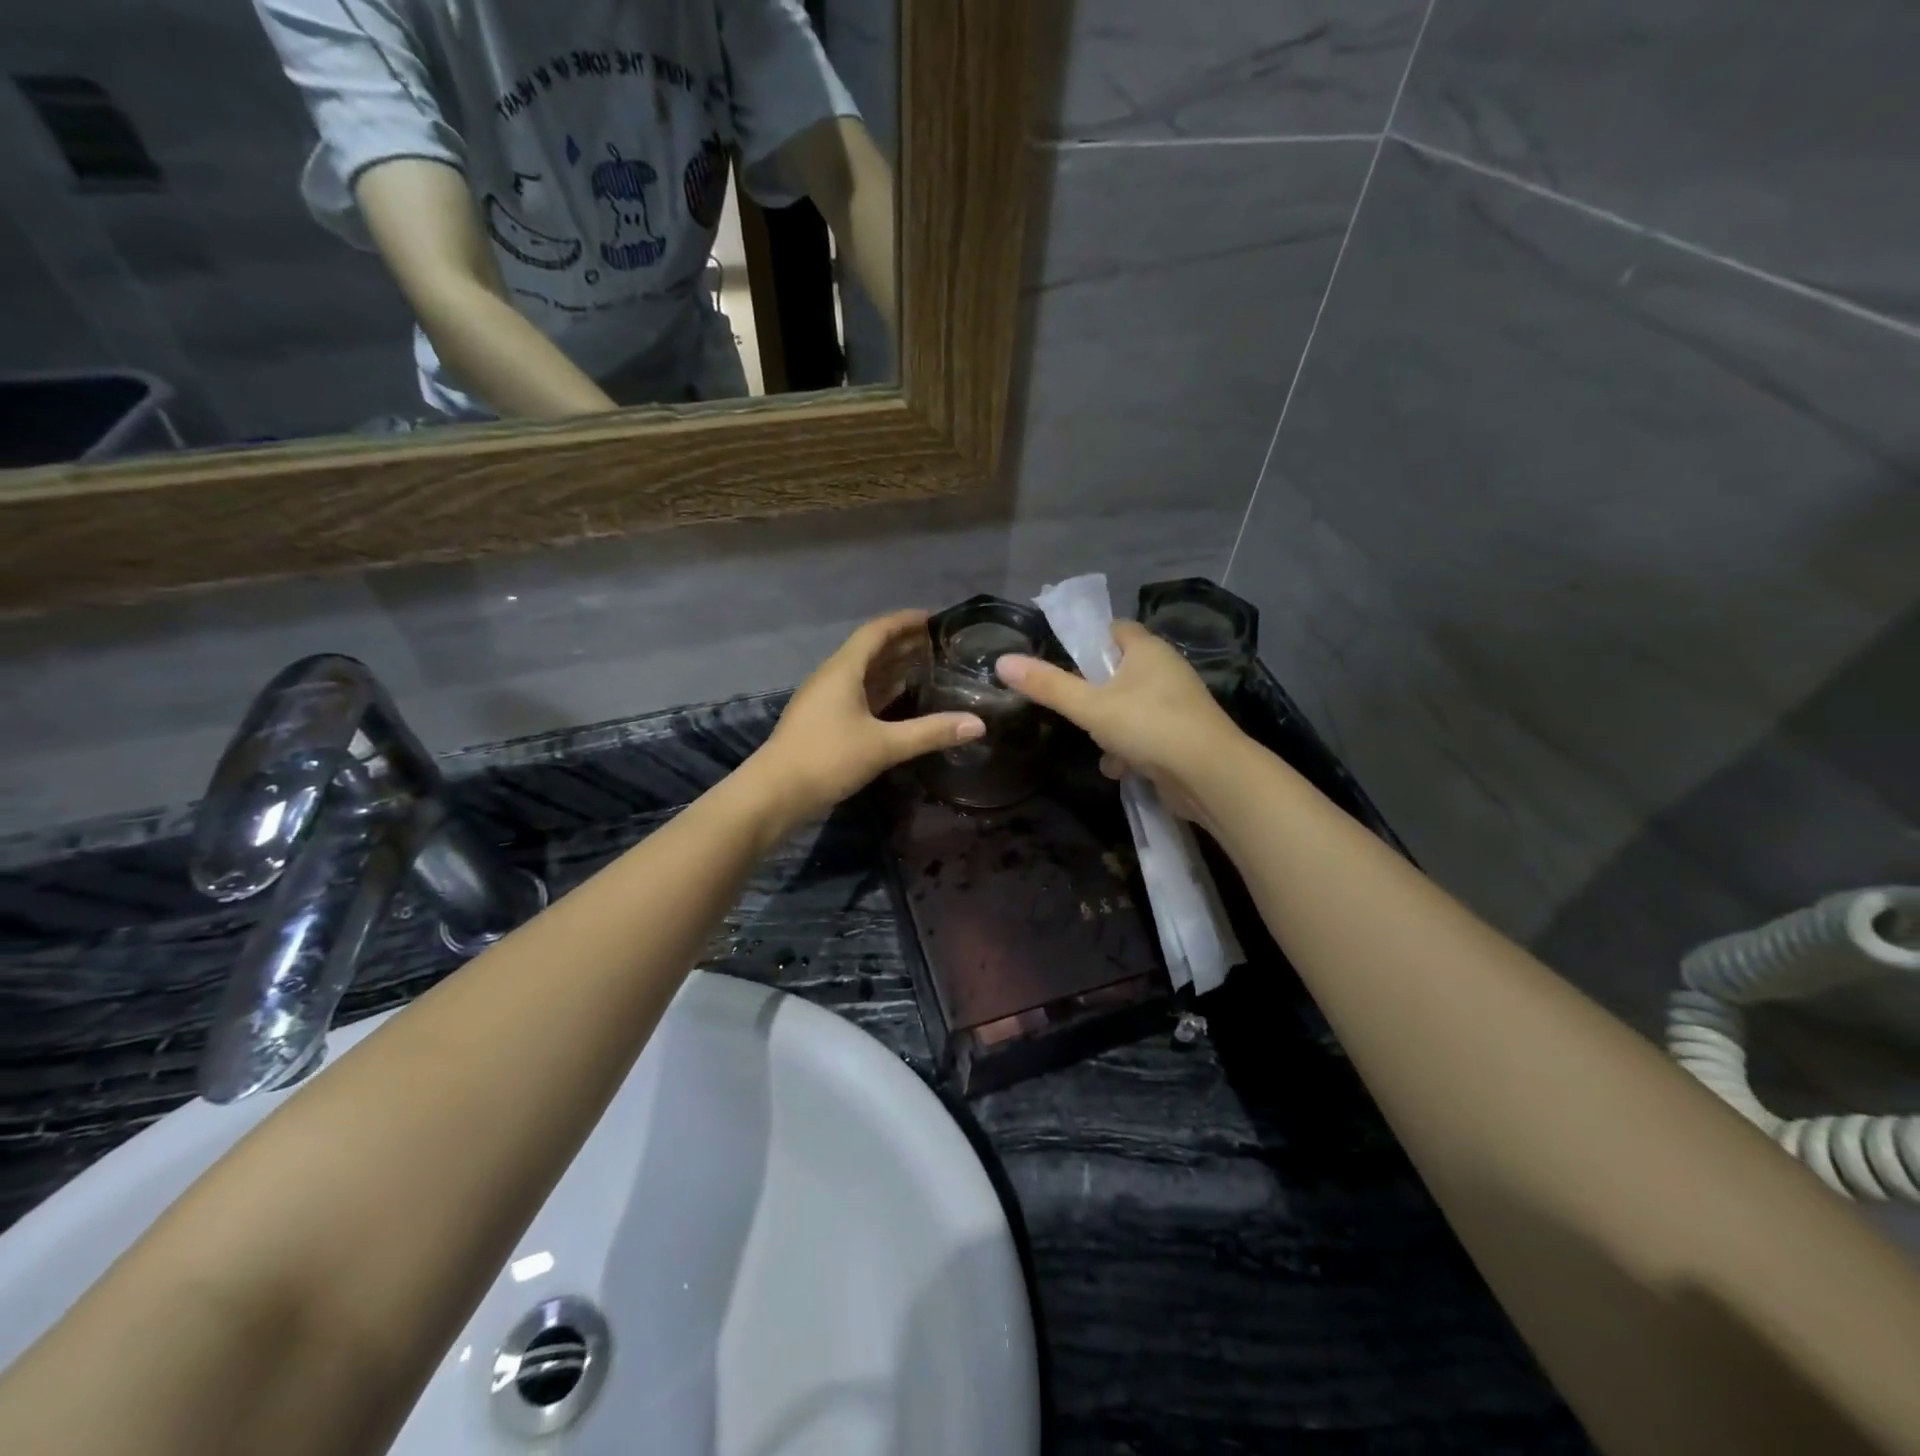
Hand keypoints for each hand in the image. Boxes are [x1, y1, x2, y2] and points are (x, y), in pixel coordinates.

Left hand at [747, 610, 984, 826]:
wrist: (775, 793)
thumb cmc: (828, 758)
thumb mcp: (884, 746)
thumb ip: (931, 732)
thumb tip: (978, 724)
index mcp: (843, 670)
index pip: (878, 631)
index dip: (906, 621)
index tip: (936, 618)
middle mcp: (833, 676)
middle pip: (872, 649)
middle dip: (905, 643)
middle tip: (942, 644)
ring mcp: (826, 699)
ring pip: (865, 672)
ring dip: (894, 666)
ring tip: (930, 665)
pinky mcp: (825, 720)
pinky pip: (859, 693)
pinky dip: (883, 689)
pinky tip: (902, 699)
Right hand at [995, 621, 1242, 824]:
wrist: (1209, 775)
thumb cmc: (1149, 726)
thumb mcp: (1089, 706)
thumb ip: (1047, 686)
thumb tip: (1002, 661)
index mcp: (1147, 649)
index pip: (1113, 629)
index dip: (1088, 641)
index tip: (1064, 661)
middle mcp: (1165, 670)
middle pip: (1118, 672)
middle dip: (1093, 694)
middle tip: (1075, 709)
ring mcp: (1176, 704)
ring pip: (1129, 707)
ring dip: (1108, 728)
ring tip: (1099, 746)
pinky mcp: (1181, 735)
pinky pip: (1145, 734)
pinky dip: (1129, 750)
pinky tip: (1120, 769)